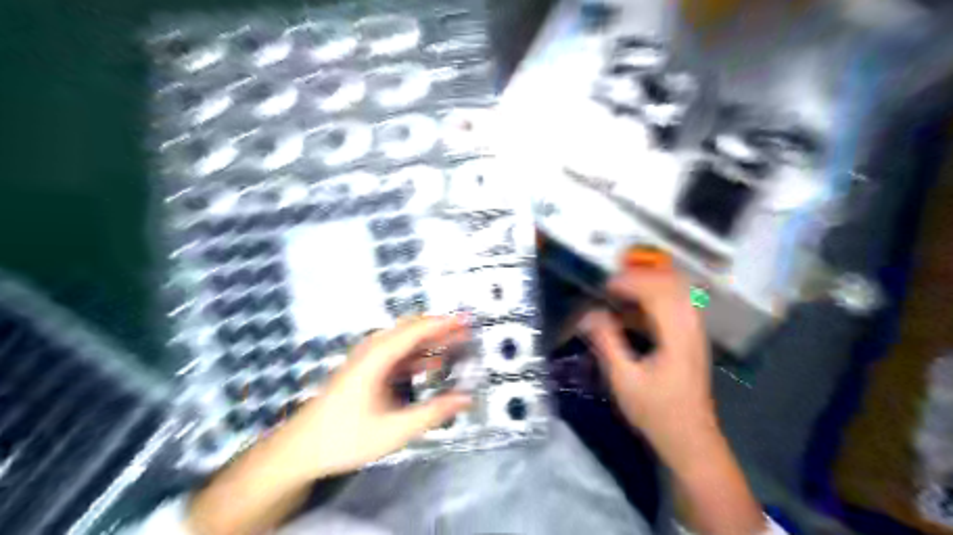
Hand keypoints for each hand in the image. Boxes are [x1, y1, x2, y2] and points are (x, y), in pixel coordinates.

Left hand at [284, 313, 474, 476]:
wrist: (299, 450)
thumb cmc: (345, 438)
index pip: (416, 330)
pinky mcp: (365, 371)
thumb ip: (432, 413)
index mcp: (377, 357)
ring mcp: (366, 360)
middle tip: (467, 332)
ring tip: (456, 345)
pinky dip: (417, 356)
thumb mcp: (393, 430)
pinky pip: (396, 355)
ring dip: (430, 342)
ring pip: (403, 341)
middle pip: (410, 330)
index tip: (468, 320)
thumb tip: (466, 399)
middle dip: (440, 329)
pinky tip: (433, 365)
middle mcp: (372, 350)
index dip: (444, 323)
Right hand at [578, 268, 718, 467]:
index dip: (631, 282)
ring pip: (677, 292)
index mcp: (677, 335)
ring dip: (649, 286)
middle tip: (612, 284)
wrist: (690, 439)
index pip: (657, 292)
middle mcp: (691, 327)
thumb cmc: (656, 411)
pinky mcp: (691, 340)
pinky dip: (655, 300)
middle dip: (641, 277)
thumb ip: (607, 341)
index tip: (605, 286)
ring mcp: (695, 333)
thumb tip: (589, 314)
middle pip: (672, 284)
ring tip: (621, 292)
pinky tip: (633, 312)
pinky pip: (676, 306)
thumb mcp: (624, 379)